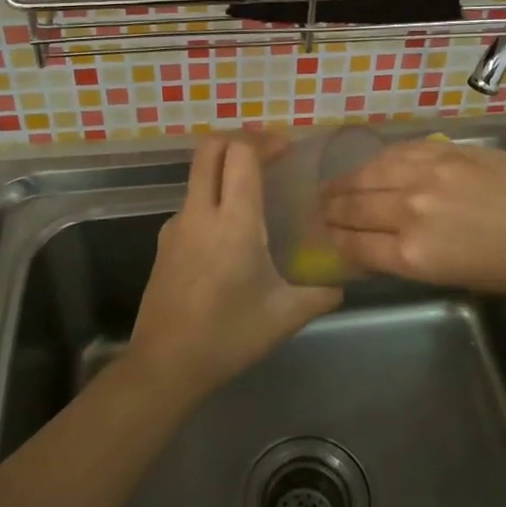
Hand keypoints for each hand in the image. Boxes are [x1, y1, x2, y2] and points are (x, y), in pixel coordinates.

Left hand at [128, 136, 342, 402]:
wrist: (165, 366)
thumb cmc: (228, 336)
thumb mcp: (285, 316)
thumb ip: (320, 294)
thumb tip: (342, 284)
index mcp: (234, 221)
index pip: (241, 153)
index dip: (265, 140)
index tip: (288, 149)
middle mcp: (200, 212)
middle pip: (210, 148)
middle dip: (240, 140)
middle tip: (269, 156)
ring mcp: (176, 226)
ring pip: (198, 175)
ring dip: (225, 170)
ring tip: (255, 193)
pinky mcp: (164, 243)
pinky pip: (191, 204)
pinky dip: (213, 199)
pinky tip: (231, 233)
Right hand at [322, 140, 505, 294]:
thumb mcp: (457, 277)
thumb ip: (414, 258)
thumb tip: (385, 244)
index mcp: (412, 255)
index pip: (353, 245)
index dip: (333, 241)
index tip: (324, 238)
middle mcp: (409, 212)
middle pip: (352, 207)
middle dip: (330, 210)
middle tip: (319, 210)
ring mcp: (426, 175)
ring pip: (368, 173)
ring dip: (345, 181)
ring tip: (334, 184)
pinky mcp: (445, 151)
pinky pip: (398, 151)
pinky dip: (378, 159)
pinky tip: (372, 163)